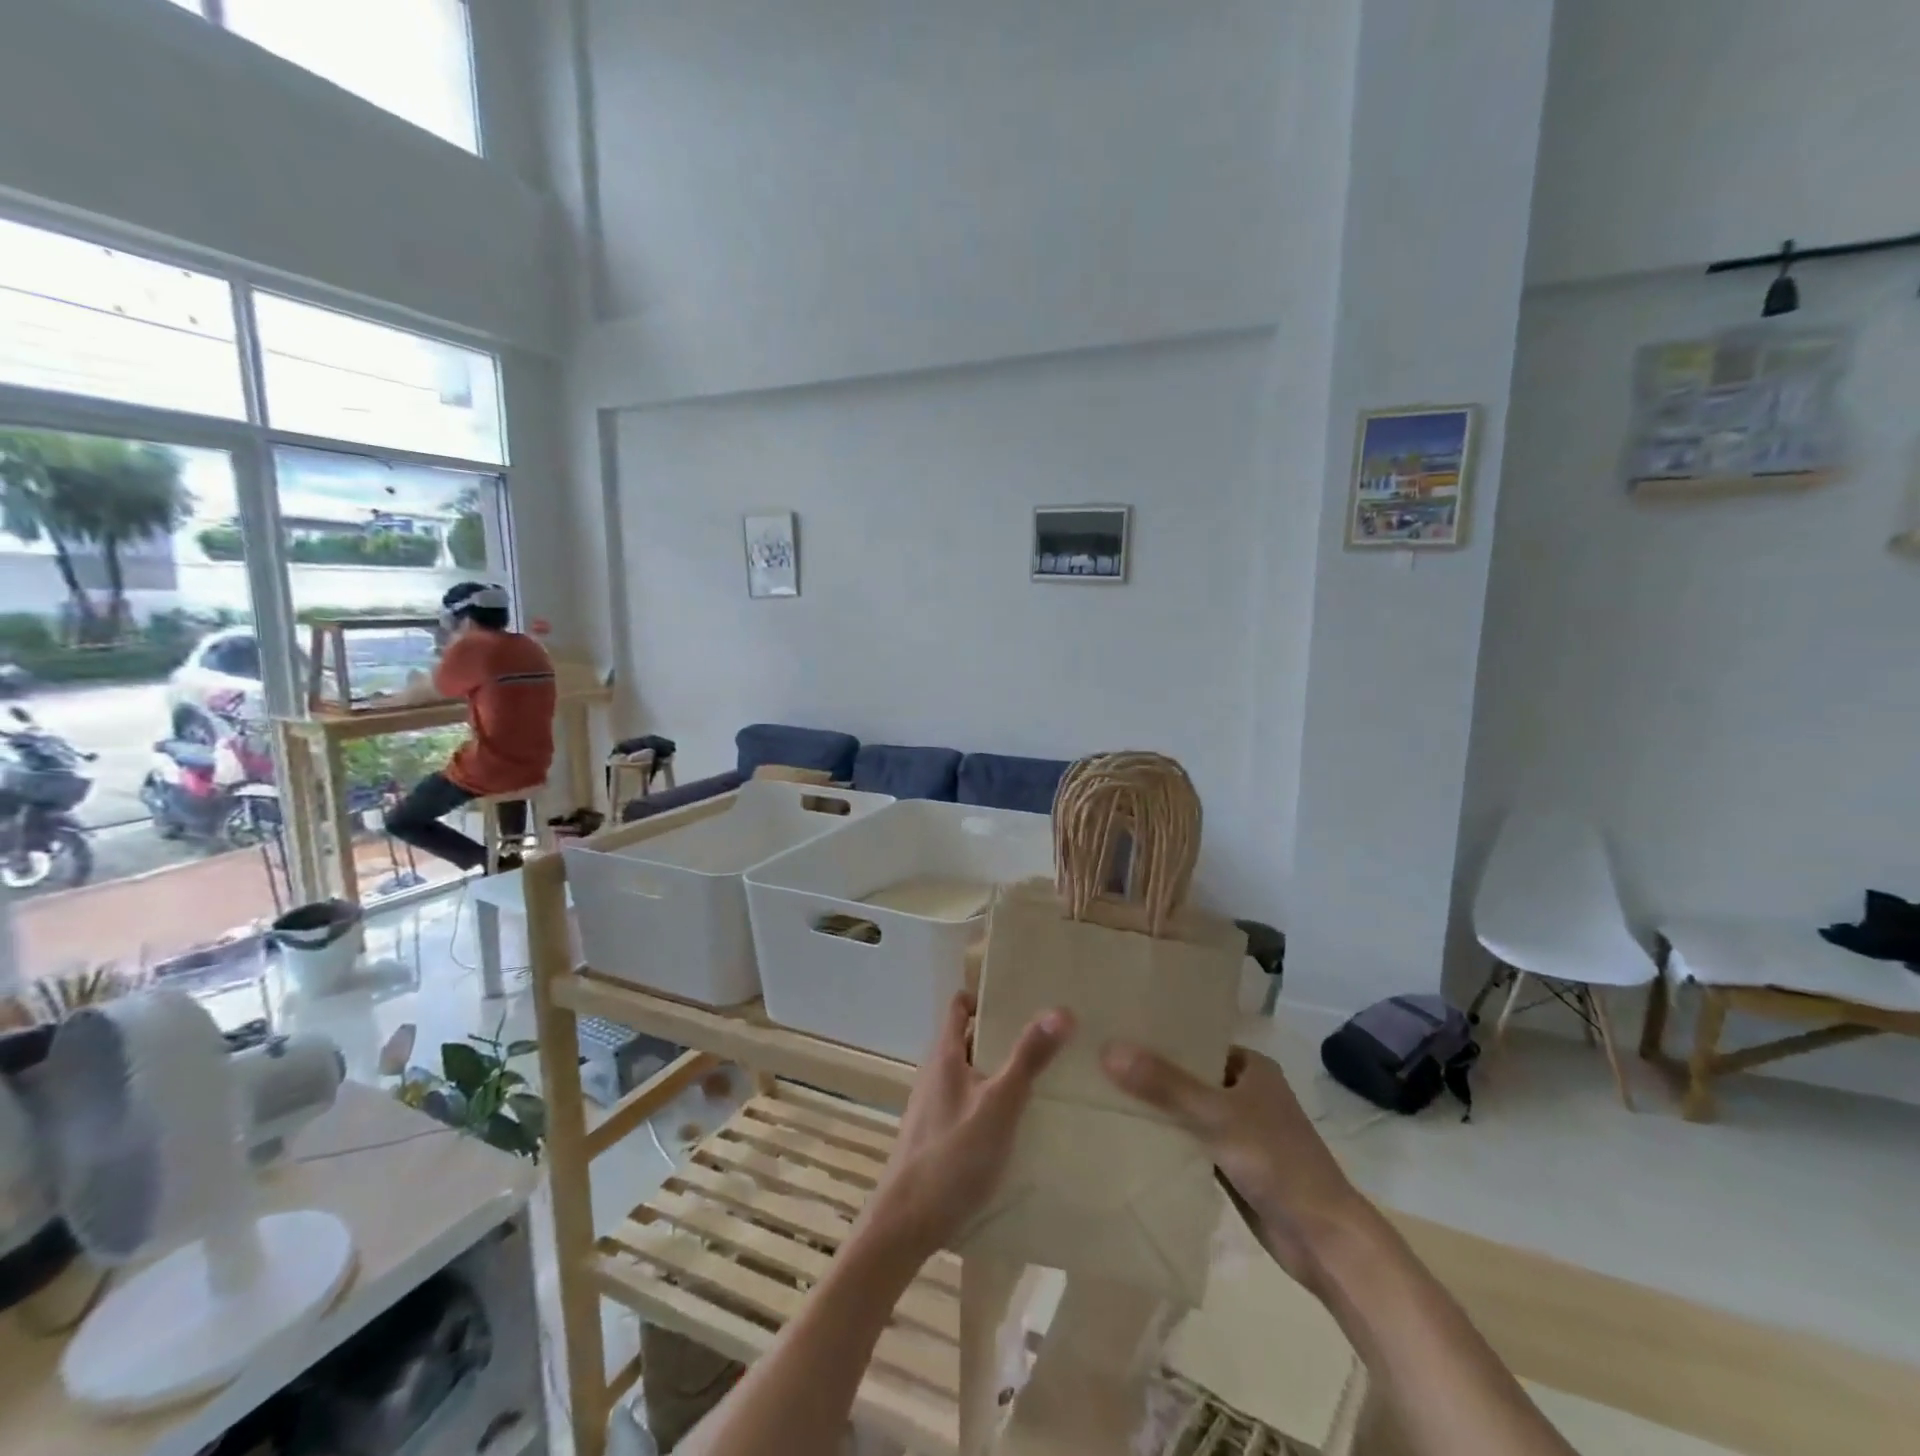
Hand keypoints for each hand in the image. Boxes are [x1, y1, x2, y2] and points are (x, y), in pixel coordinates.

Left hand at [863, 992, 1072, 1262]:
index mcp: (945, 1055)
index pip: (960, 1006)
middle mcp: (936, 1073)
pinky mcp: (939, 1136)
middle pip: (969, 1039)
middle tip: (1047, 1036)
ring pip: (971, 1074)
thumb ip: (1028, 1059)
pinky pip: (970, 1103)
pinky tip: (1020, 1123)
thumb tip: (1060, 1010)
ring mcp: (934, 1106)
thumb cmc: (951, 1156)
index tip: (1022, 998)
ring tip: (1044, 1077)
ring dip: (1000, 1070)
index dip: (986, 996)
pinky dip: (992, 1101)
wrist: (905, 1225)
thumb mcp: (999, 1104)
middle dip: (1003, 1034)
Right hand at [1101, 1043, 1367, 1286]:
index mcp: (1251, 1066)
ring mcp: (1240, 1130)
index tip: (1114, 1032)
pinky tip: (1130, 1138)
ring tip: (1103, 1096)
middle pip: (1188, 1076)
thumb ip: (1164, 1084)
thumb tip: (1108, 1049)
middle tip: (1099, 1065)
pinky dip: (1168, 1142)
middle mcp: (1246, 1091)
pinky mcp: (1233, 1165)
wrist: (1324, 1241)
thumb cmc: (1277, 1162)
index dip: (1157, 1037)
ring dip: (1157, 1110)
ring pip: (1188, 1111)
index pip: (1195, 1041)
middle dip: (1151, 1075)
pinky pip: (1192, 1143)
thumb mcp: (1216, 1115)